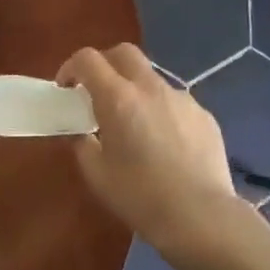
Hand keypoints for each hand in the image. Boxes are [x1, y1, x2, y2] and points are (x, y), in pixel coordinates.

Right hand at [59, 44, 242, 259]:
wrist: (201, 216)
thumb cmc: (141, 197)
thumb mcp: (98, 175)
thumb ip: (83, 145)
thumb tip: (83, 133)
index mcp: (118, 98)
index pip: (88, 59)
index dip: (71, 67)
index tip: (66, 87)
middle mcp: (150, 87)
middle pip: (124, 53)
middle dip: (106, 63)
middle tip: (98, 91)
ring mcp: (181, 97)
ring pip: (152, 78)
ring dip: (136, 89)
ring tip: (135, 124)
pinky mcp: (203, 114)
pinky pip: (175, 102)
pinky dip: (162, 111)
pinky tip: (166, 144)